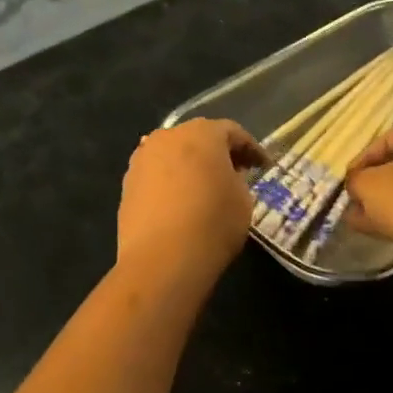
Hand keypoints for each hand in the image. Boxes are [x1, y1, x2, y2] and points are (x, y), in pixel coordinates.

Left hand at [117, 119, 267, 275]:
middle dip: (218, 152)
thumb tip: (226, 176)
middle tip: (236, 171)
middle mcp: (168, 137)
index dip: (251, 149)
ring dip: (190, 165)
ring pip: (173, 154)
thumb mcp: (243, 200)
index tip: (263, 166)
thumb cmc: (212, 223)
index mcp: (202, 134)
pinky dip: (171, 181)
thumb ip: (237, 179)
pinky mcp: (128, 184)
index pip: (232, 132)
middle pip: (198, 137)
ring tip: (204, 187)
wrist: (161, 259)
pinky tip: (180, 201)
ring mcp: (142, 159)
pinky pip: (157, 174)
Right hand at [344, 124, 392, 263]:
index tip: (347, 179)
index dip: (362, 158)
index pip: (386, 139)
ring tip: (357, 219)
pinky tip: (376, 230)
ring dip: (383, 202)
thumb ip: (355, 180)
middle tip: (353, 199)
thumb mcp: (367, 185)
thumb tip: (356, 184)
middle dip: (373, 183)